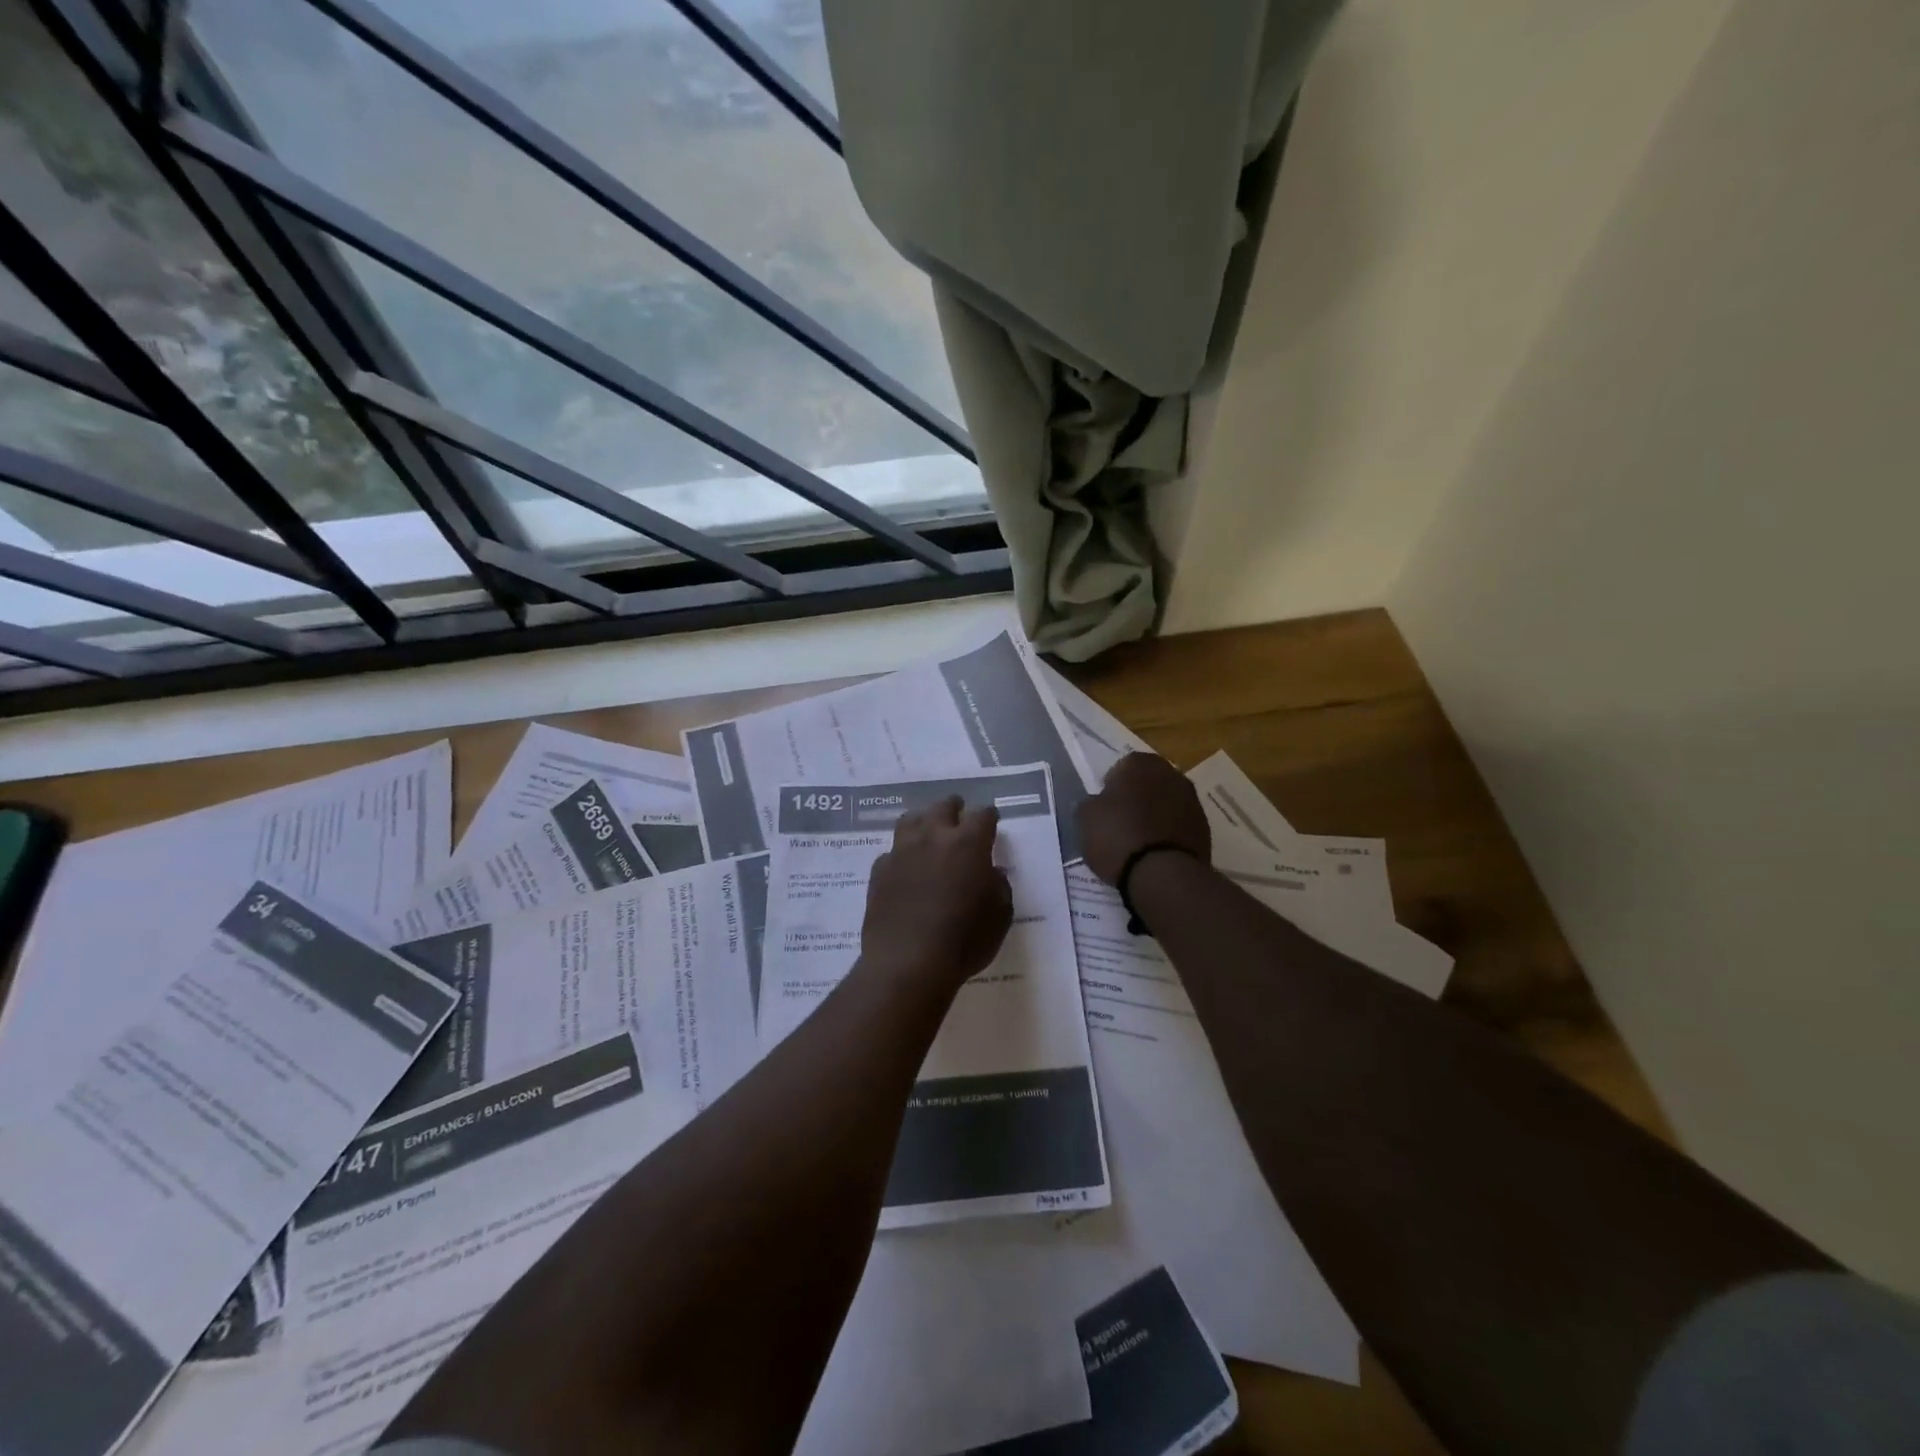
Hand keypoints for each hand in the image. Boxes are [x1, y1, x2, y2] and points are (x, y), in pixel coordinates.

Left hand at [860, 797, 1012, 991]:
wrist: (907, 962)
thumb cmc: (964, 941)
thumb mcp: (1000, 916)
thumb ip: (999, 886)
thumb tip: (992, 873)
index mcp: (968, 843)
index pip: (982, 815)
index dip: (989, 816)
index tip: (992, 821)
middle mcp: (933, 837)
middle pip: (943, 806)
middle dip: (954, 808)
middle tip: (958, 814)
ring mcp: (901, 851)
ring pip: (911, 820)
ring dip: (923, 820)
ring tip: (928, 830)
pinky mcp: (879, 870)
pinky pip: (892, 851)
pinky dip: (901, 854)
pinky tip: (905, 867)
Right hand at [1076, 752, 1211, 885]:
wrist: (1162, 874)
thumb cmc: (1118, 836)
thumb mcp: (1086, 818)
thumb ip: (1089, 803)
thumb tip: (1094, 803)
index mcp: (1141, 764)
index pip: (1123, 765)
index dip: (1112, 785)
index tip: (1104, 806)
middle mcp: (1172, 775)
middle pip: (1149, 782)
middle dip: (1137, 796)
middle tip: (1120, 820)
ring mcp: (1192, 801)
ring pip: (1166, 802)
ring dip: (1155, 814)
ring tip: (1138, 840)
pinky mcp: (1204, 828)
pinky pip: (1179, 824)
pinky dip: (1168, 832)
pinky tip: (1155, 852)